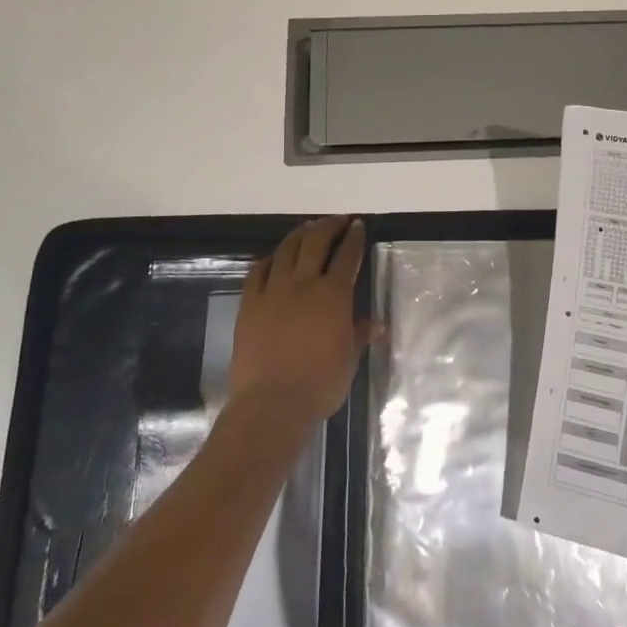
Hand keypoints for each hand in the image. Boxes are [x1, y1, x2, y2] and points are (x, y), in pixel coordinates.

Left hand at [228, 216, 380, 430]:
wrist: (272, 404)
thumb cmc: (320, 384)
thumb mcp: (348, 359)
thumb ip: (359, 334)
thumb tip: (377, 324)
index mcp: (333, 295)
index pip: (347, 256)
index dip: (354, 238)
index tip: (357, 226)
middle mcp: (303, 284)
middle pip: (316, 243)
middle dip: (329, 227)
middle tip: (337, 221)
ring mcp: (272, 291)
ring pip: (286, 250)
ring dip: (299, 235)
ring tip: (308, 229)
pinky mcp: (249, 304)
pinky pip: (258, 271)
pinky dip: (269, 259)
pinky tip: (274, 257)